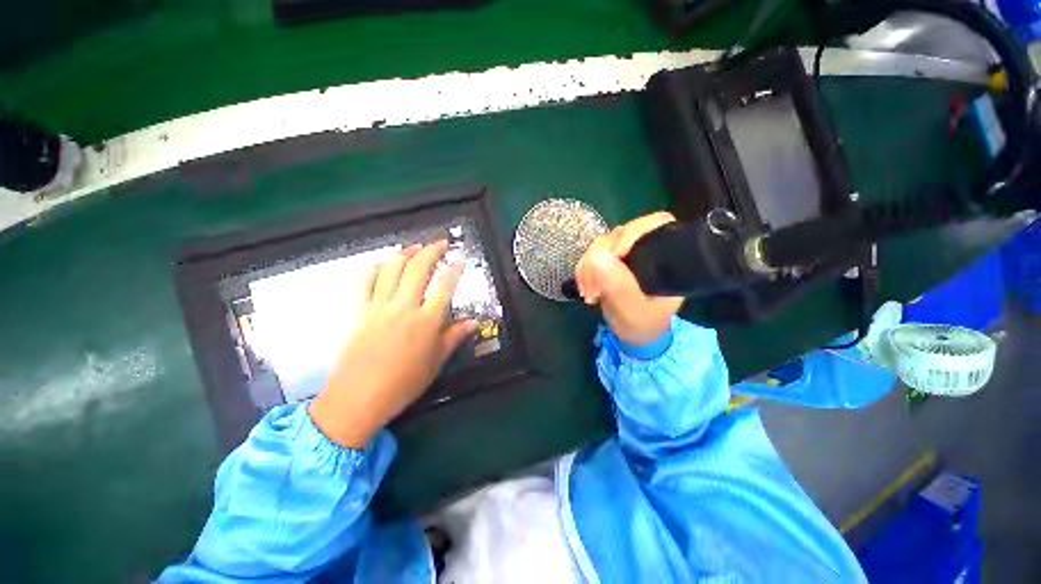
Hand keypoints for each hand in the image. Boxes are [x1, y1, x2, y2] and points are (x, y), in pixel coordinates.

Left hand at [309, 241, 476, 448]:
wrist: (358, 398)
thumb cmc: (403, 383)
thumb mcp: (435, 362)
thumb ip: (454, 337)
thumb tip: (473, 323)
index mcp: (426, 321)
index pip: (445, 287)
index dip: (454, 269)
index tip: (460, 257)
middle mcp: (404, 307)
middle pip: (418, 269)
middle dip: (431, 251)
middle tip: (440, 242)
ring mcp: (378, 306)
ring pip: (392, 269)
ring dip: (405, 253)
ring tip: (414, 247)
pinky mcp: (358, 311)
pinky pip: (364, 281)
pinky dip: (374, 268)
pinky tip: (382, 264)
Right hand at [574, 211, 684, 346]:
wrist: (633, 333)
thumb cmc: (642, 324)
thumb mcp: (633, 310)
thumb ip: (619, 286)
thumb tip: (598, 256)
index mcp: (667, 258)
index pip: (656, 224)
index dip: (632, 233)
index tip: (611, 255)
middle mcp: (648, 249)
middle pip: (621, 233)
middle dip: (601, 257)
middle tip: (592, 287)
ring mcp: (628, 253)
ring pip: (602, 244)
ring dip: (588, 266)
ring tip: (588, 292)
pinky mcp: (612, 260)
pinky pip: (592, 255)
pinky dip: (584, 269)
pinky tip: (585, 288)